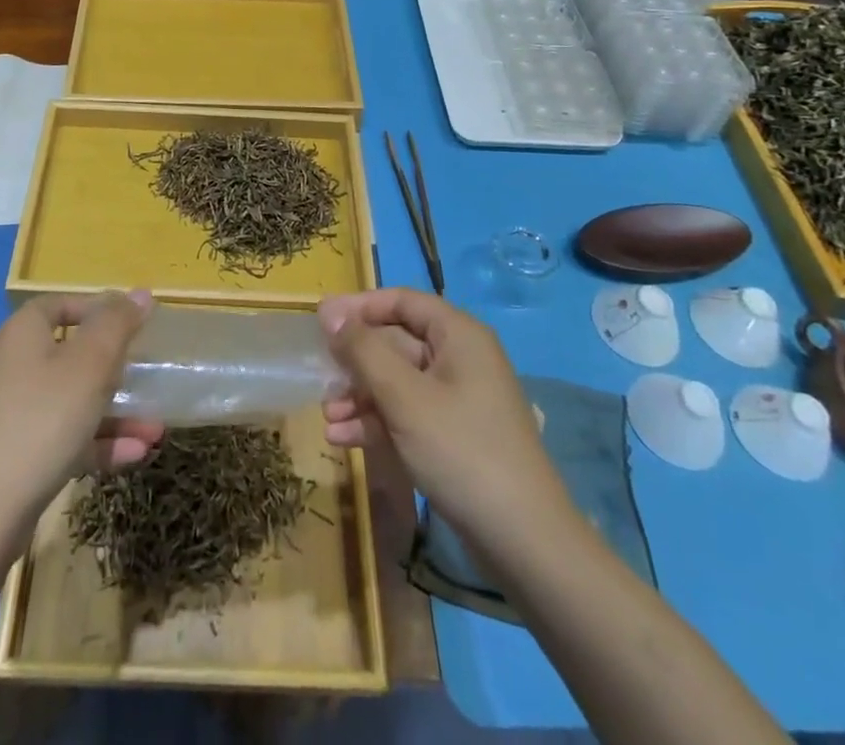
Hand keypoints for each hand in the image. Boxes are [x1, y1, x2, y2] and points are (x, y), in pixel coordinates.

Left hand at [0, 291, 164, 528]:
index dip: (96, 308)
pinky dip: (95, 442)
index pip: (59, 304)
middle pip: (68, 354)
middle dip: (114, 368)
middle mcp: (11, 365)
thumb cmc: (42, 419)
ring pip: (70, 400)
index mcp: (22, 333)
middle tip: (145, 376)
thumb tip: (139, 293)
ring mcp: (9, 413)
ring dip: (114, 412)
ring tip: (155, 429)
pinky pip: (61, 436)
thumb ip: (118, 324)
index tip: (131, 323)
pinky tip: (134, 455)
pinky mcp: (12, 455)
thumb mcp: (90, 363)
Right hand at [319, 289, 567, 567]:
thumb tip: (330, 313)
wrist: (525, 543)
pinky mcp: (455, 436)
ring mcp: (460, 400)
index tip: (321, 322)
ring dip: (361, 396)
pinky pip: (408, 414)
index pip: (402, 301)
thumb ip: (364, 351)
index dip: (360, 307)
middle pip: (397, 342)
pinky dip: (378, 421)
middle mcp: (461, 358)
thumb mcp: (404, 397)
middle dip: (356, 360)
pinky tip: (343, 439)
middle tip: (319, 376)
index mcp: (458, 335)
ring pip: (399, 382)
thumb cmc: (461, 451)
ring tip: (326, 416)